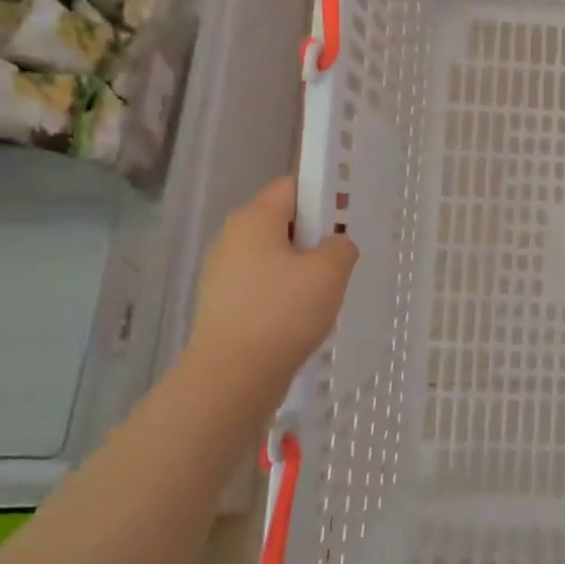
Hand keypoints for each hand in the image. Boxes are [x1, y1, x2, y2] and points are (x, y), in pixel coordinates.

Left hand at [185, 176, 357, 390]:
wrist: (232, 376)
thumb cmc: (284, 312)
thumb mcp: (330, 272)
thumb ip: (341, 246)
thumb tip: (334, 246)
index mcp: (254, 218)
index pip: (292, 187)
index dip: (322, 196)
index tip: (344, 221)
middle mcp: (231, 237)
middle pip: (281, 221)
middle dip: (313, 237)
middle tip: (338, 263)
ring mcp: (221, 272)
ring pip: (272, 256)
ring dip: (299, 269)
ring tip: (321, 296)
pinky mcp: (220, 304)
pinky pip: (260, 285)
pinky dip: (281, 294)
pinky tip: (298, 319)